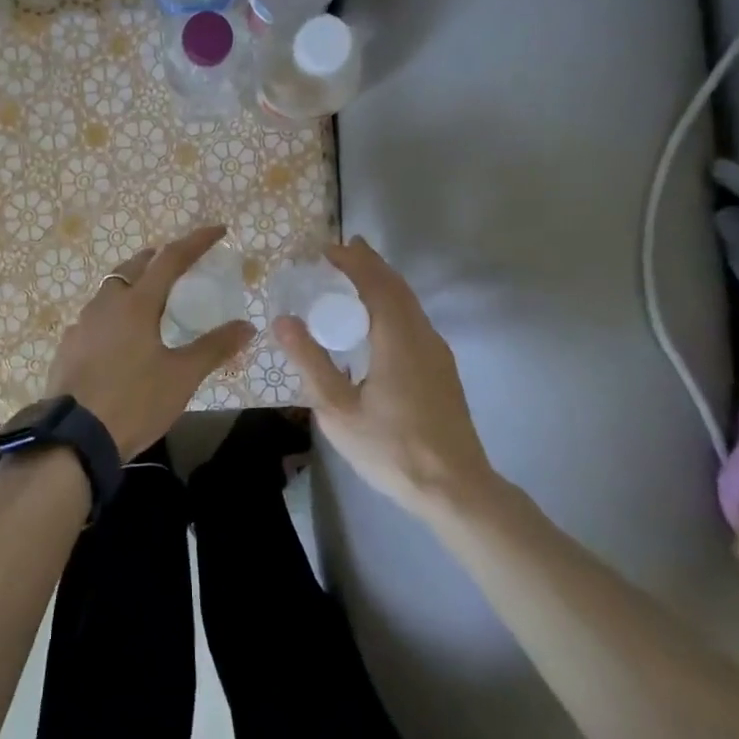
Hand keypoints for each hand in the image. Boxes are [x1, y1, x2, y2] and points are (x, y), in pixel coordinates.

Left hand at [45, 225, 256, 459]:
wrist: (75, 437)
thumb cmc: (134, 400)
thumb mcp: (182, 377)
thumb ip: (214, 348)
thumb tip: (247, 326)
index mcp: (137, 303)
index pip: (171, 258)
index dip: (196, 241)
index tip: (217, 231)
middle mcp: (106, 303)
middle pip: (133, 267)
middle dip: (156, 258)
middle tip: (176, 263)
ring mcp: (82, 324)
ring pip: (109, 290)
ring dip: (131, 284)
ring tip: (149, 299)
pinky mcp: (68, 346)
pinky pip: (95, 317)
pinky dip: (113, 314)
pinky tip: (119, 337)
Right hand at [273, 236, 497, 516]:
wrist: (455, 488)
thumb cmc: (392, 450)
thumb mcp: (338, 411)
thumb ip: (311, 362)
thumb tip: (283, 320)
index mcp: (398, 340)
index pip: (376, 284)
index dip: (352, 262)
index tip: (326, 250)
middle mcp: (423, 336)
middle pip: (396, 287)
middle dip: (369, 264)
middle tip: (339, 252)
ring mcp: (437, 353)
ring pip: (409, 303)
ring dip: (382, 282)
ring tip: (354, 276)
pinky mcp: (441, 369)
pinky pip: (414, 319)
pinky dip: (392, 303)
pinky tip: (376, 321)